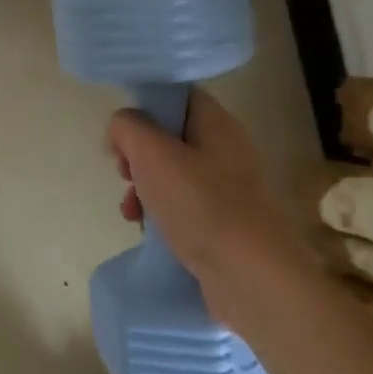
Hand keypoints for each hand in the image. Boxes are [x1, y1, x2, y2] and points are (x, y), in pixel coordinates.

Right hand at [106, 91, 310, 324]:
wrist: (250, 276)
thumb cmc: (199, 205)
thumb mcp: (151, 153)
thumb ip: (128, 127)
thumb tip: (121, 127)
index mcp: (217, 123)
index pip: (177, 97)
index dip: (145, 107)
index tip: (122, 133)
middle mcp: (227, 150)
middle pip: (170, 137)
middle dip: (138, 154)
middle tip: (123, 173)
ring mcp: (229, 189)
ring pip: (173, 174)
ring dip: (144, 187)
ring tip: (130, 210)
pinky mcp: (225, 223)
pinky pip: (184, 206)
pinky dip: (161, 213)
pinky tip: (146, 230)